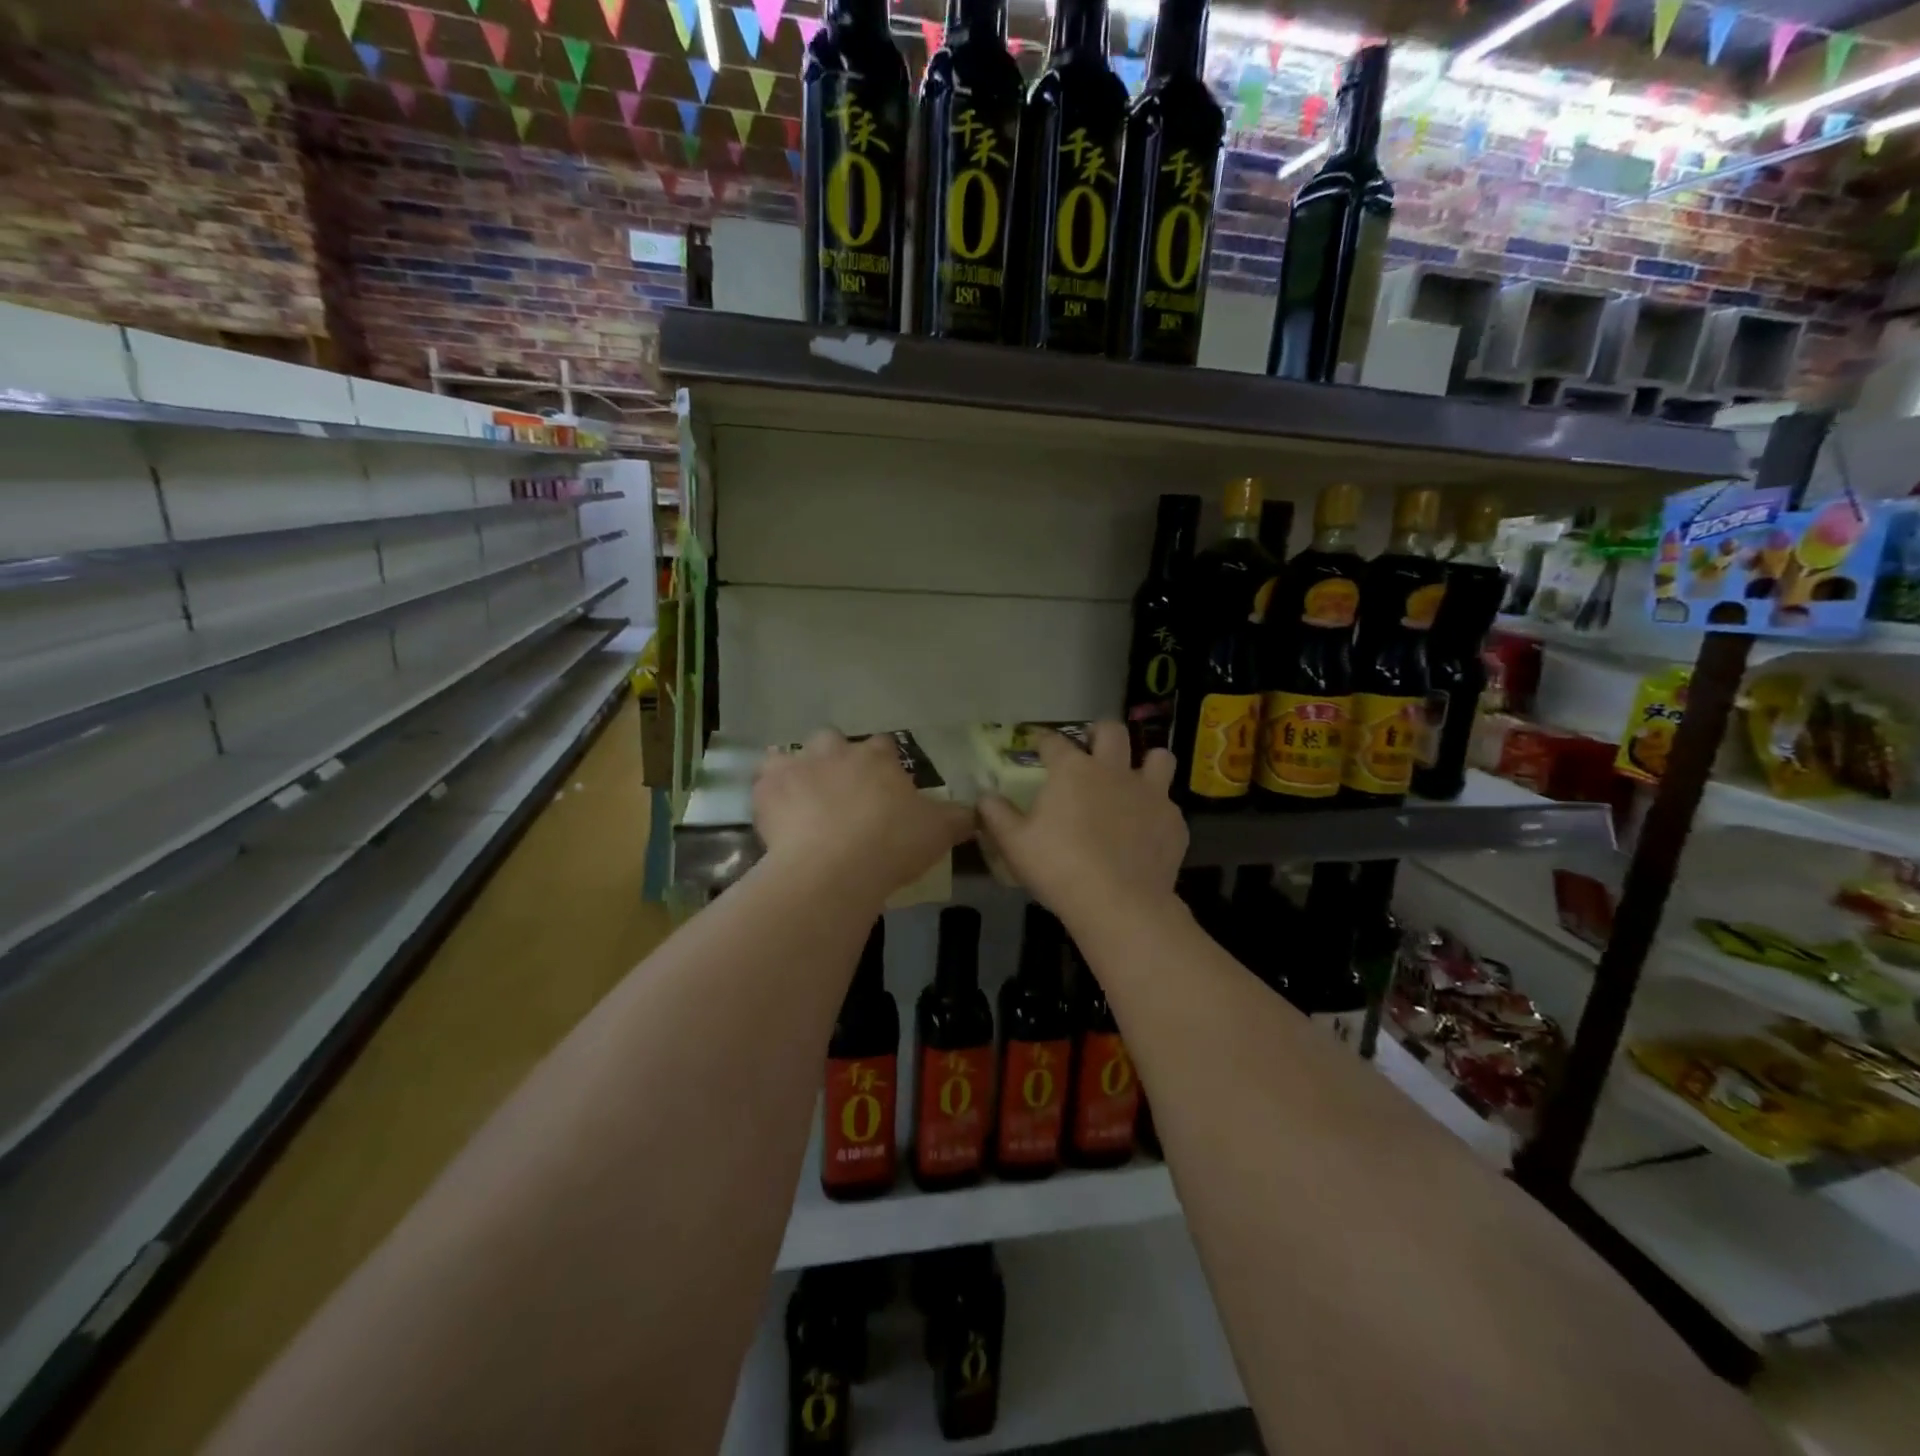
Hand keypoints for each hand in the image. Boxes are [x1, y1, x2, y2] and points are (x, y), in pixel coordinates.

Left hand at [754, 732, 973, 905]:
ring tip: (802, 800)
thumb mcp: (938, 832)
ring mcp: (797, 767)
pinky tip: (775, 816)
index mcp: (877, 758)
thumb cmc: (892, 843)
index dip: (884, 763)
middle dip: (835, 758)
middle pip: (832, 741)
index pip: (884, 746)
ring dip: (797, 771)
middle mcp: (836, 752)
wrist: (834, 868)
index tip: (886, 786)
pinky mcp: (767, 791)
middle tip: (841, 793)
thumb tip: (976, 811)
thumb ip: (957, 817)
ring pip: (791, 756)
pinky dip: (769, 795)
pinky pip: (763, 783)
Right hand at [977, 722, 1187, 931]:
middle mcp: (1113, 770)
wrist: (1118, 903)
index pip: (1054, 741)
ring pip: (1159, 758)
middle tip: (1091, 751)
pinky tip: (1146, 831)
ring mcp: (1150, 793)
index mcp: (1072, 770)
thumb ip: (996, 814)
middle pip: (1112, 731)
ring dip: (1147, 762)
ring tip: (1134, 780)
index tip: (1038, 748)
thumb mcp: (1014, 844)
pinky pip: (1169, 804)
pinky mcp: (1173, 821)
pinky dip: (1157, 811)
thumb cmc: (1059, 867)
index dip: (1043, 742)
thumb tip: (984, 796)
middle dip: (1100, 734)